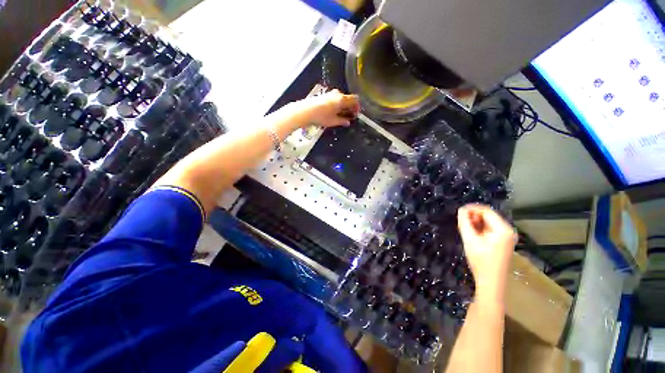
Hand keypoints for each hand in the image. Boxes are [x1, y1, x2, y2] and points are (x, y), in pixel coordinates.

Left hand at [293, 90, 360, 127]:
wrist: (306, 111)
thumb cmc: (321, 116)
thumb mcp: (333, 121)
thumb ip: (342, 121)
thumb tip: (348, 122)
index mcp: (342, 99)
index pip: (355, 99)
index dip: (357, 107)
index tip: (356, 114)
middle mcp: (337, 94)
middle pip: (348, 98)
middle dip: (350, 107)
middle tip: (350, 115)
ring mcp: (330, 94)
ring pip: (341, 98)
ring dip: (344, 106)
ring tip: (342, 115)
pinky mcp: (325, 96)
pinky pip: (335, 99)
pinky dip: (338, 104)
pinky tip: (334, 112)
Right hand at [457, 204, 515, 295]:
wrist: (491, 282)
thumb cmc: (480, 261)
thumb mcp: (470, 239)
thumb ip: (465, 222)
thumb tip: (461, 209)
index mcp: (503, 229)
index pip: (486, 211)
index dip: (471, 209)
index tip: (458, 211)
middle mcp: (508, 230)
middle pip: (488, 216)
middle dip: (473, 216)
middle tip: (461, 222)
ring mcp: (507, 237)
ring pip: (488, 222)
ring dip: (476, 222)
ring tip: (465, 228)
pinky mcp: (503, 242)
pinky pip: (490, 229)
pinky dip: (480, 229)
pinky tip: (472, 234)